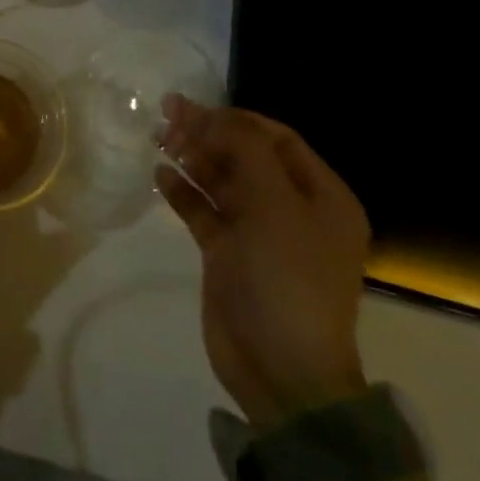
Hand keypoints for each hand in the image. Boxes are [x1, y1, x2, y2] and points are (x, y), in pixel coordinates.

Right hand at [157, 95, 370, 432]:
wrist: (281, 372)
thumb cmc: (288, 278)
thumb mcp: (275, 204)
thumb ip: (245, 150)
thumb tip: (213, 117)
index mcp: (321, 196)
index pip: (276, 139)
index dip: (236, 119)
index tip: (197, 108)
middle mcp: (292, 209)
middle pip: (244, 155)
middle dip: (208, 132)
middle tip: (168, 112)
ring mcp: (258, 233)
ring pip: (221, 180)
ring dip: (192, 156)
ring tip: (158, 137)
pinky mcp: (228, 254)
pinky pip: (204, 210)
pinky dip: (183, 191)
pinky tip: (160, 175)